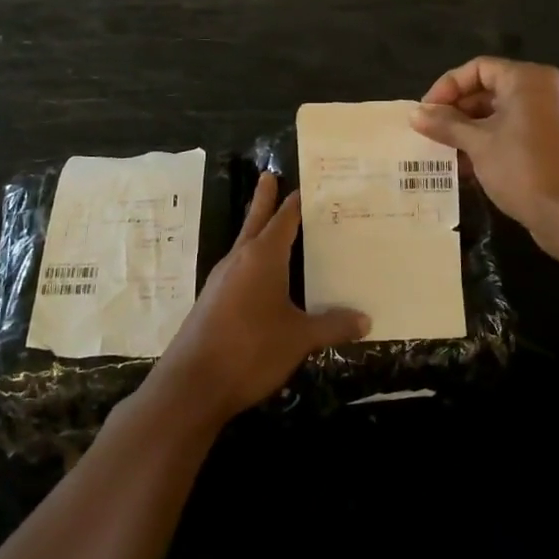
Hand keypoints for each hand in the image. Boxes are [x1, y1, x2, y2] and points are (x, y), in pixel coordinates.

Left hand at [145, 172, 369, 427]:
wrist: (193, 384)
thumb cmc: (251, 349)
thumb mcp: (299, 338)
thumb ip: (332, 325)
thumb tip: (365, 320)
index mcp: (262, 256)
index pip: (284, 218)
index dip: (298, 202)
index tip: (309, 184)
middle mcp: (239, 260)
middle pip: (256, 221)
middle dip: (264, 199)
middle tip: (269, 174)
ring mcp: (222, 280)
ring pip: (244, 245)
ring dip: (258, 231)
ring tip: (273, 226)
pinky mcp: (213, 301)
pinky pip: (239, 270)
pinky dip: (253, 262)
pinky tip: (264, 280)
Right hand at [410, 56, 558, 252]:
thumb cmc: (524, 169)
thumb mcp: (478, 144)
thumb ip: (446, 125)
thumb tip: (415, 114)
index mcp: (528, 79)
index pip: (478, 68)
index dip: (447, 87)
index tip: (425, 112)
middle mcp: (545, 90)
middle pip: (490, 89)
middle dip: (457, 110)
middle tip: (431, 132)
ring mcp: (553, 117)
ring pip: (502, 113)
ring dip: (471, 129)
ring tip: (444, 150)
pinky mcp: (555, 143)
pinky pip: (516, 131)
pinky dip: (491, 141)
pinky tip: (468, 166)